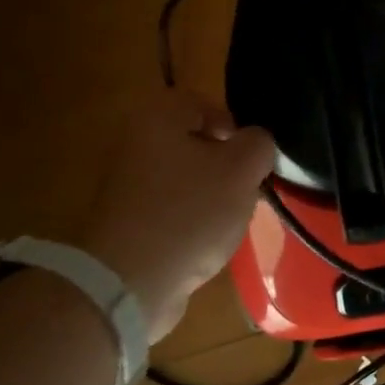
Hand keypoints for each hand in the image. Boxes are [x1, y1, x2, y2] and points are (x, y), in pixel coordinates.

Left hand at [75, 89, 276, 343]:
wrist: (129, 281)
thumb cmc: (189, 213)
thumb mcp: (241, 170)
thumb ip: (259, 144)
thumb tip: (256, 143)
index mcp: (158, 118)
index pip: (204, 104)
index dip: (235, 127)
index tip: (251, 159)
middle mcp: (135, 142)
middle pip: (195, 142)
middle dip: (225, 166)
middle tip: (245, 189)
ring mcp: (126, 184)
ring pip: (185, 177)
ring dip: (211, 195)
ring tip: (228, 220)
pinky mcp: (125, 220)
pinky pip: (170, 208)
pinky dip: (190, 220)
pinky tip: (204, 242)